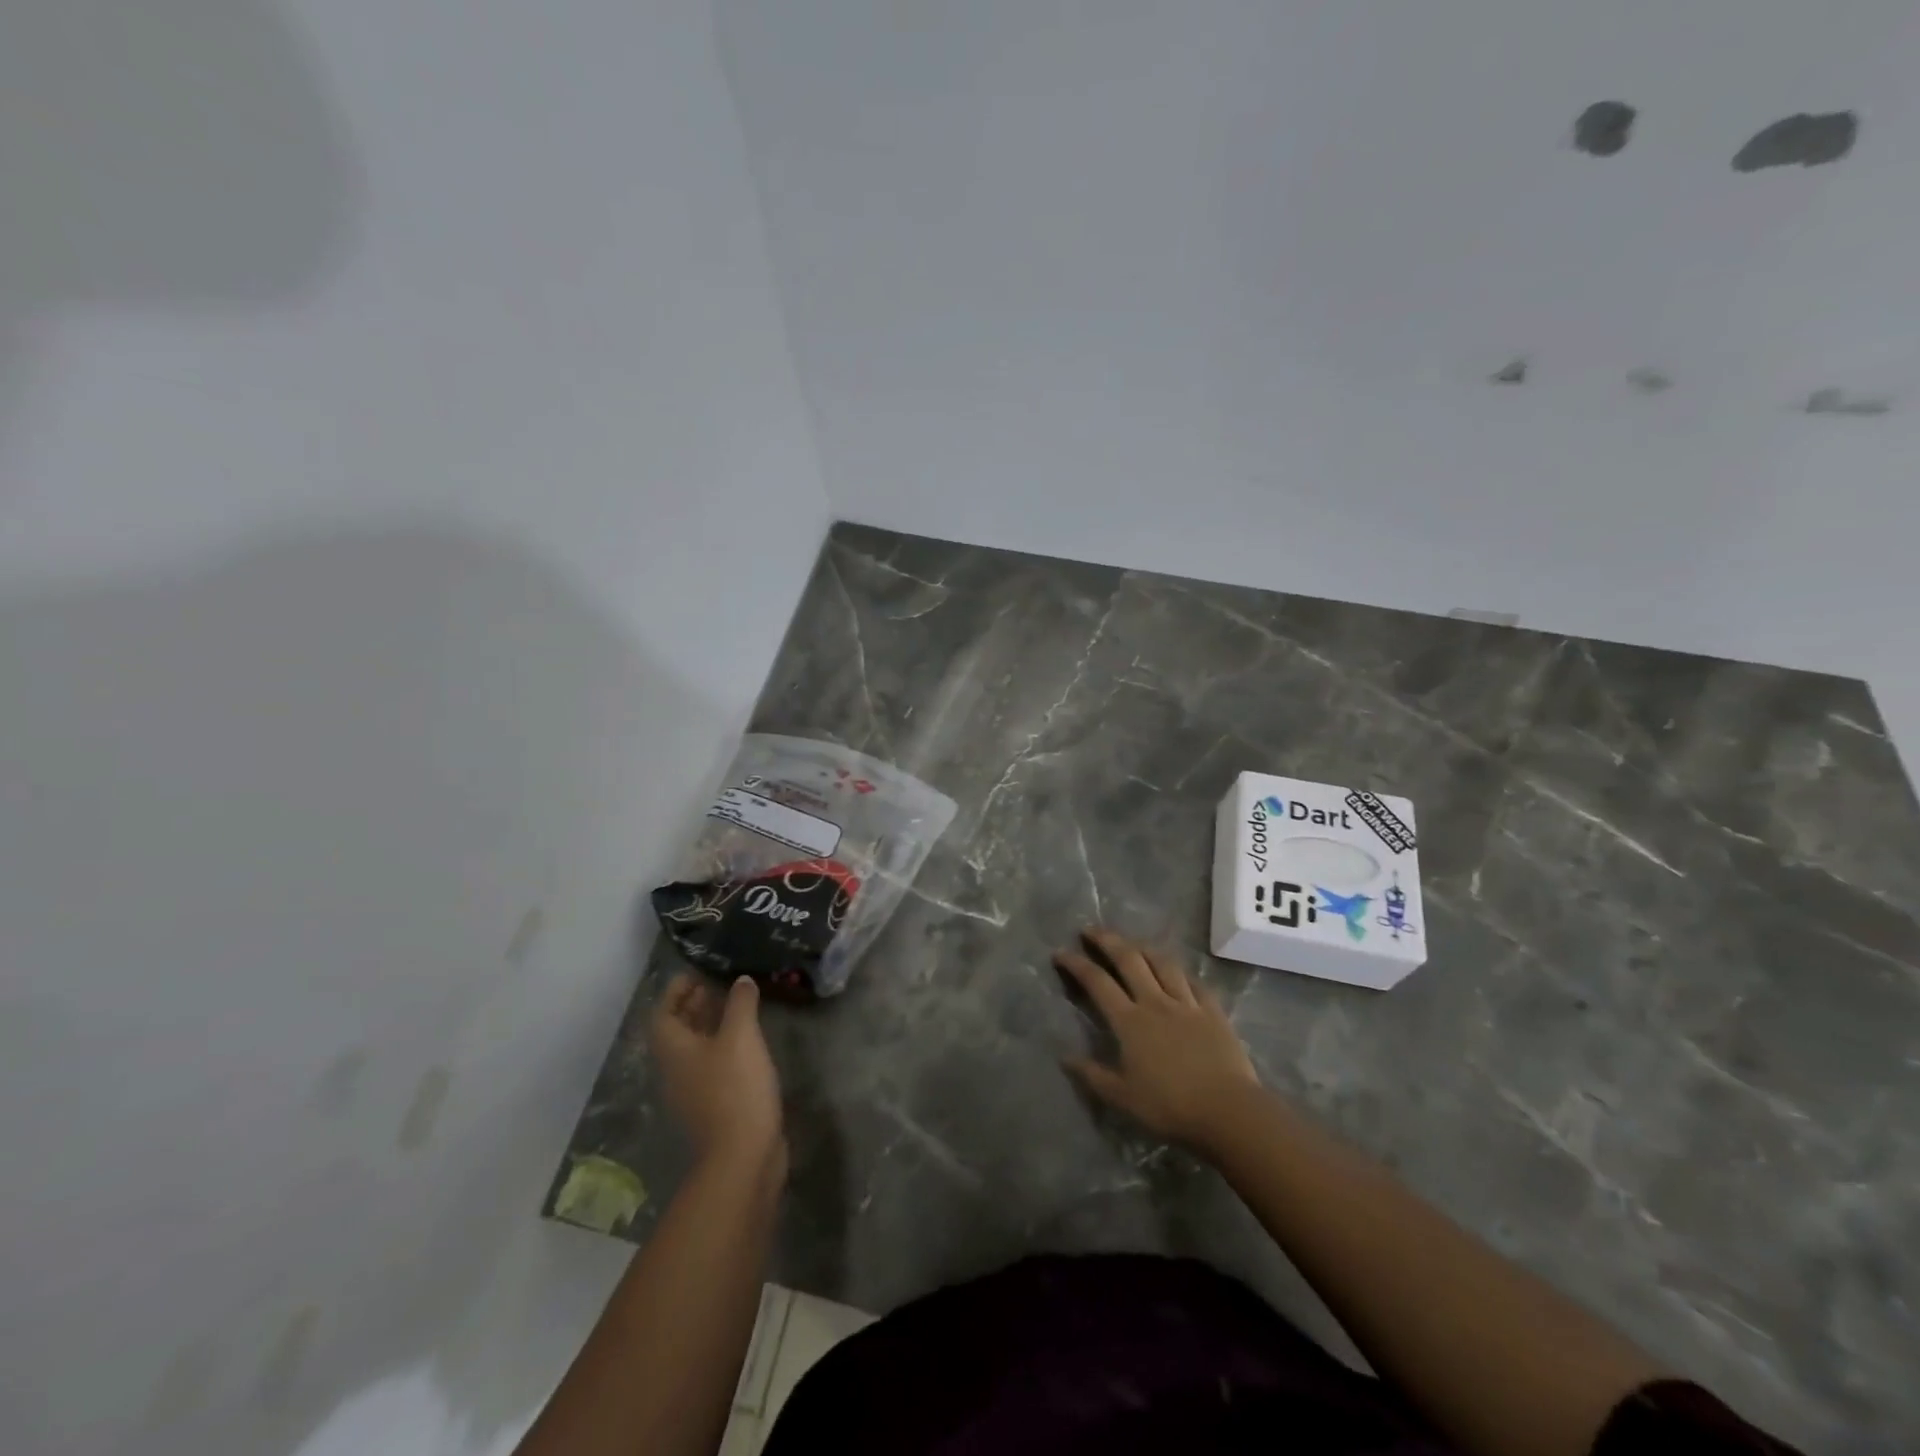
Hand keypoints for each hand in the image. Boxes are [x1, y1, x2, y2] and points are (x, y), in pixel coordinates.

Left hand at [652, 974, 785, 1175]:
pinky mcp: (712, 1106)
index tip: (698, 973)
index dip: (676, 991)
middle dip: (694, 1005)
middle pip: (677, 1031)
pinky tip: (747, 1043)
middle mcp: (675, 1070)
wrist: (742, 1155)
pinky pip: (711, 1066)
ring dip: (710, 1025)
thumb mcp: (741, 1036)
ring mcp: (692, 1091)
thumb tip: (740, 980)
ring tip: (737, 1007)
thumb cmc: (735, 1088)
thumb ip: (740, 1003)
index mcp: (673, 1050)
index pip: (663, 1013)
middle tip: (719, 985)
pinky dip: (723, 1047)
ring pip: (695, 1049)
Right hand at [1055, 928, 1259, 1150]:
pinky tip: (1178, 972)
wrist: (1228, 1111)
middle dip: (1107, 940)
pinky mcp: (1213, 1011)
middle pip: (1129, 960)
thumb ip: (1093, 1075)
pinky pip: (1195, 983)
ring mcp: (1187, 1003)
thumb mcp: (1123, 1097)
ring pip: (1163, 963)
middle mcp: (1155, 1002)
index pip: (1097, 982)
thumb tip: (1065, 1057)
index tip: (1060, 953)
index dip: (1077, 964)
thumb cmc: (1170, 1107)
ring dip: (1143, 947)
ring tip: (1132, 942)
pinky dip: (1181, 973)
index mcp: (1130, 1021)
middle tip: (1091, 930)